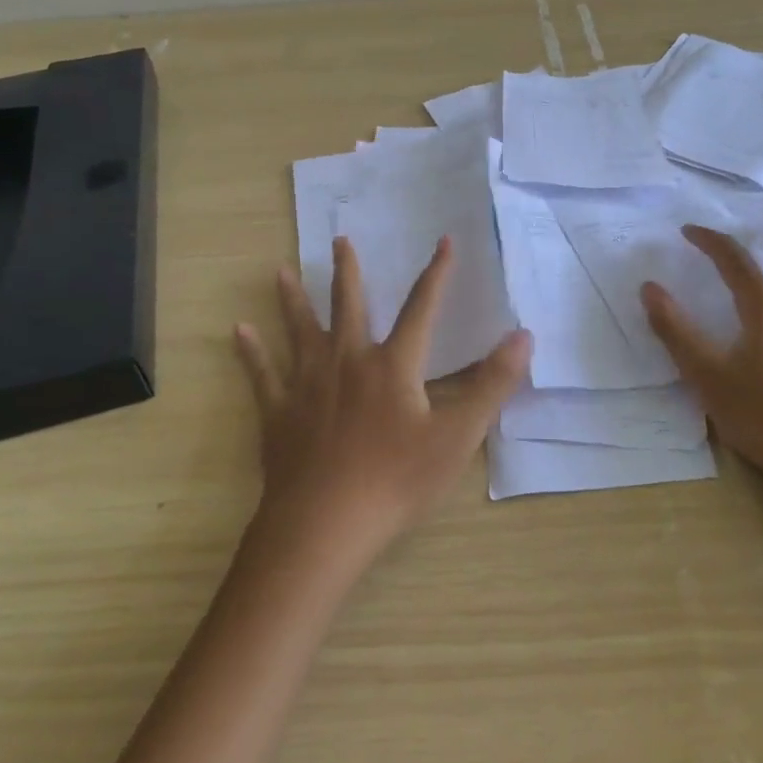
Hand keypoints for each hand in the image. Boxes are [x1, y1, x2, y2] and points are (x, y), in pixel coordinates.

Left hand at [234, 236, 531, 564]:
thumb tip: (523, 335)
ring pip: (300, 330)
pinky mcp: (279, 411)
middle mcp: (348, 360)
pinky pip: (262, 374)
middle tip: (340, 239)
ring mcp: (308, 383)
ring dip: (293, 299)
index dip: (437, 274)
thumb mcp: (457, 436)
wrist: (325, 523)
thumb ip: (492, 384)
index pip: (421, 308)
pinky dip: (251, 352)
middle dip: (348, 271)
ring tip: (281, 271)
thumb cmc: (396, 480)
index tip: (444, 241)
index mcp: (393, 365)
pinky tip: (239, 331)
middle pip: (349, 305)